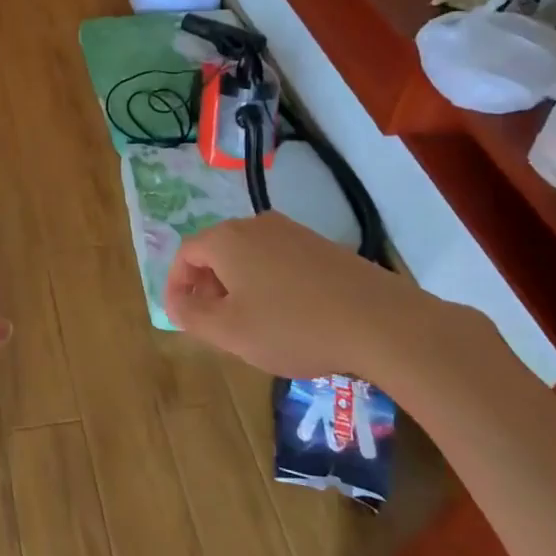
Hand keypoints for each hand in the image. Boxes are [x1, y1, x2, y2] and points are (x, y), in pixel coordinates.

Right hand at [162, 212, 494, 388]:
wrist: (380, 321)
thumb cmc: (292, 326)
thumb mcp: (229, 331)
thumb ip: (191, 314)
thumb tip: (176, 300)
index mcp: (227, 239)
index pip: (185, 254)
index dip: (176, 285)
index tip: (181, 316)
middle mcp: (256, 224)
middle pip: (217, 251)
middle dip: (208, 286)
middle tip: (214, 324)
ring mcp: (293, 232)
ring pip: (249, 256)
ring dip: (239, 286)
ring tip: (250, 324)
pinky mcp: (321, 245)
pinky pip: (278, 260)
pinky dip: (268, 283)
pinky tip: (288, 316)